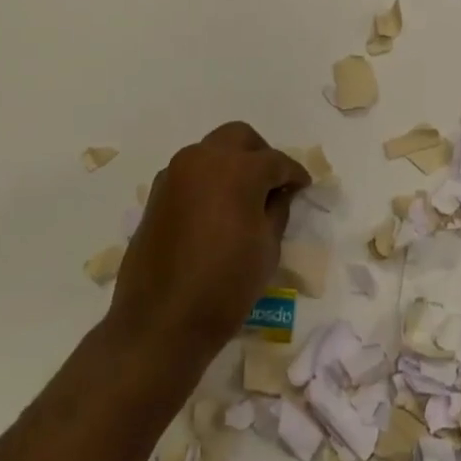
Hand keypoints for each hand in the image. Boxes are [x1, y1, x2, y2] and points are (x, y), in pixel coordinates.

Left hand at [105, 122, 310, 373]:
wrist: (161, 322)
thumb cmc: (226, 285)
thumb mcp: (267, 248)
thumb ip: (277, 209)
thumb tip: (280, 192)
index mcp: (236, 169)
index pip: (275, 161)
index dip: (294, 174)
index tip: (304, 187)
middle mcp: (202, 160)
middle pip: (239, 137)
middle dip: (261, 155)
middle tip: (274, 183)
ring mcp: (174, 175)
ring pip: (211, 151)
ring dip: (232, 164)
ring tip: (245, 197)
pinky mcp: (156, 195)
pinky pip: (190, 173)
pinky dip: (208, 180)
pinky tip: (217, 210)